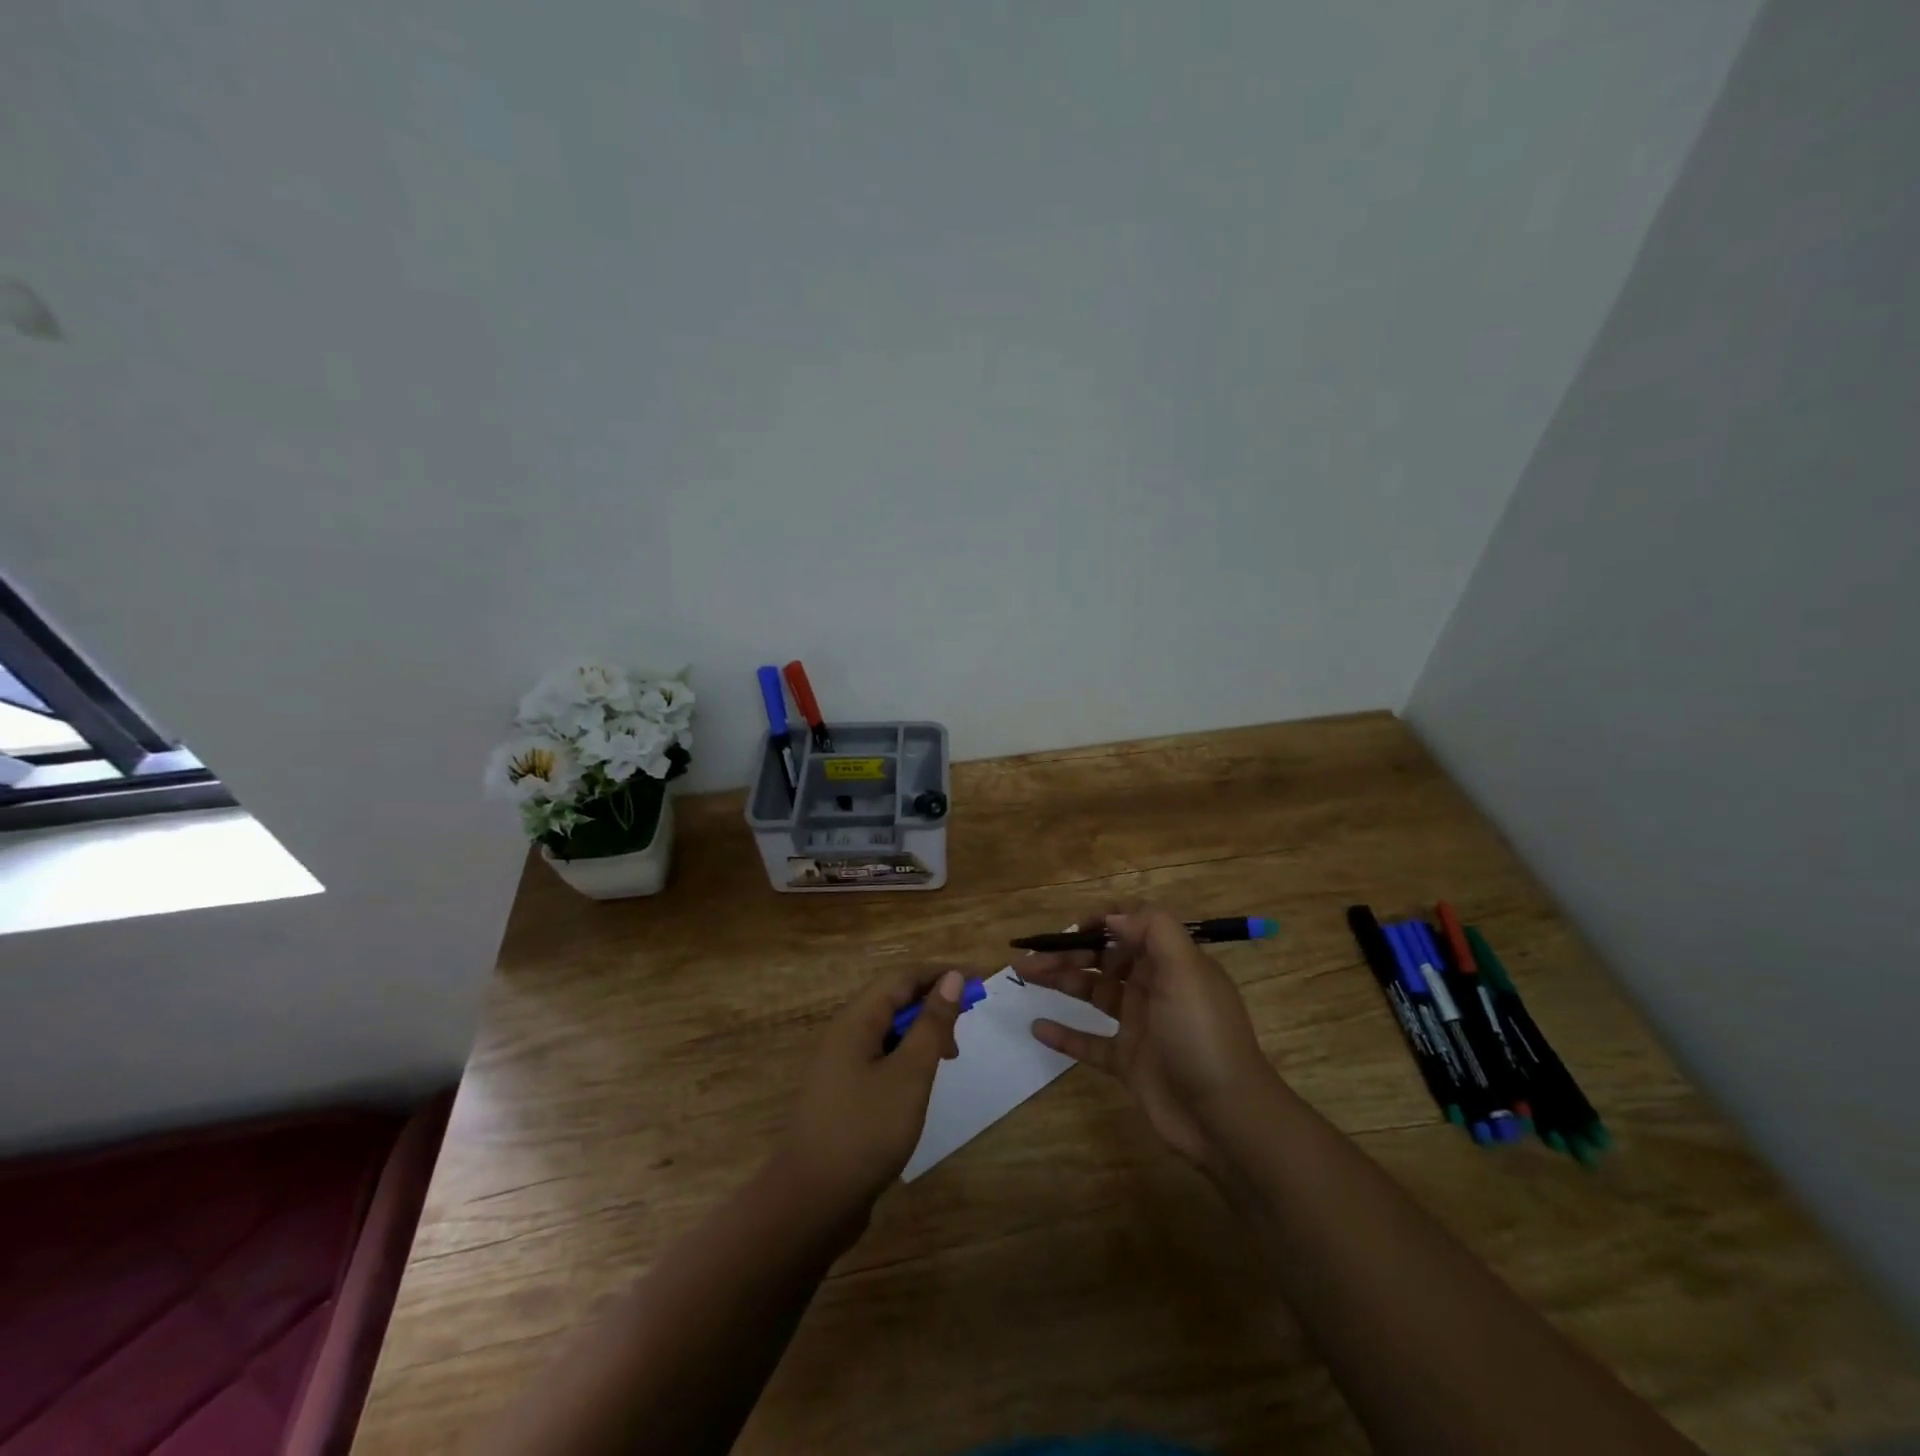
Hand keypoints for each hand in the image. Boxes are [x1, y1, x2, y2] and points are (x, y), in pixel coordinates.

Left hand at [775, 967, 967, 1220]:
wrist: (811, 1203)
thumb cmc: (865, 1130)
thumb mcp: (909, 1074)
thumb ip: (932, 1024)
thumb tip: (952, 978)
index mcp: (856, 1020)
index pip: (902, 977)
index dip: (941, 973)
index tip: (979, 981)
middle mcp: (844, 1034)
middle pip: (893, 999)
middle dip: (933, 1002)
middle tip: (967, 1024)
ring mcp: (840, 1065)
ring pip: (887, 1030)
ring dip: (921, 1032)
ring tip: (950, 1056)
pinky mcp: (843, 1094)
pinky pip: (880, 1057)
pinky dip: (907, 1058)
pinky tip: (921, 1083)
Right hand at [1025, 905, 1273, 1166]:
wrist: (1226, 1117)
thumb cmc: (1203, 1035)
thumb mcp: (1186, 971)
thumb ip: (1152, 930)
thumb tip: (1112, 915)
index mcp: (1170, 961)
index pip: (1131, 926)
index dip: (1100, 922)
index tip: (1069, 930)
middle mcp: (1154, 986)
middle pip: (1104, 958)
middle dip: (1068, 952)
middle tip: (1031, 959)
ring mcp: (1140, 1024)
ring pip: (1093, 992)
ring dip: (1061, 980)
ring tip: (1026, 976)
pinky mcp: (1128, 1061)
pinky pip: (1090, 1042)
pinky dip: (1065, 1034)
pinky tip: (1038, 1027)